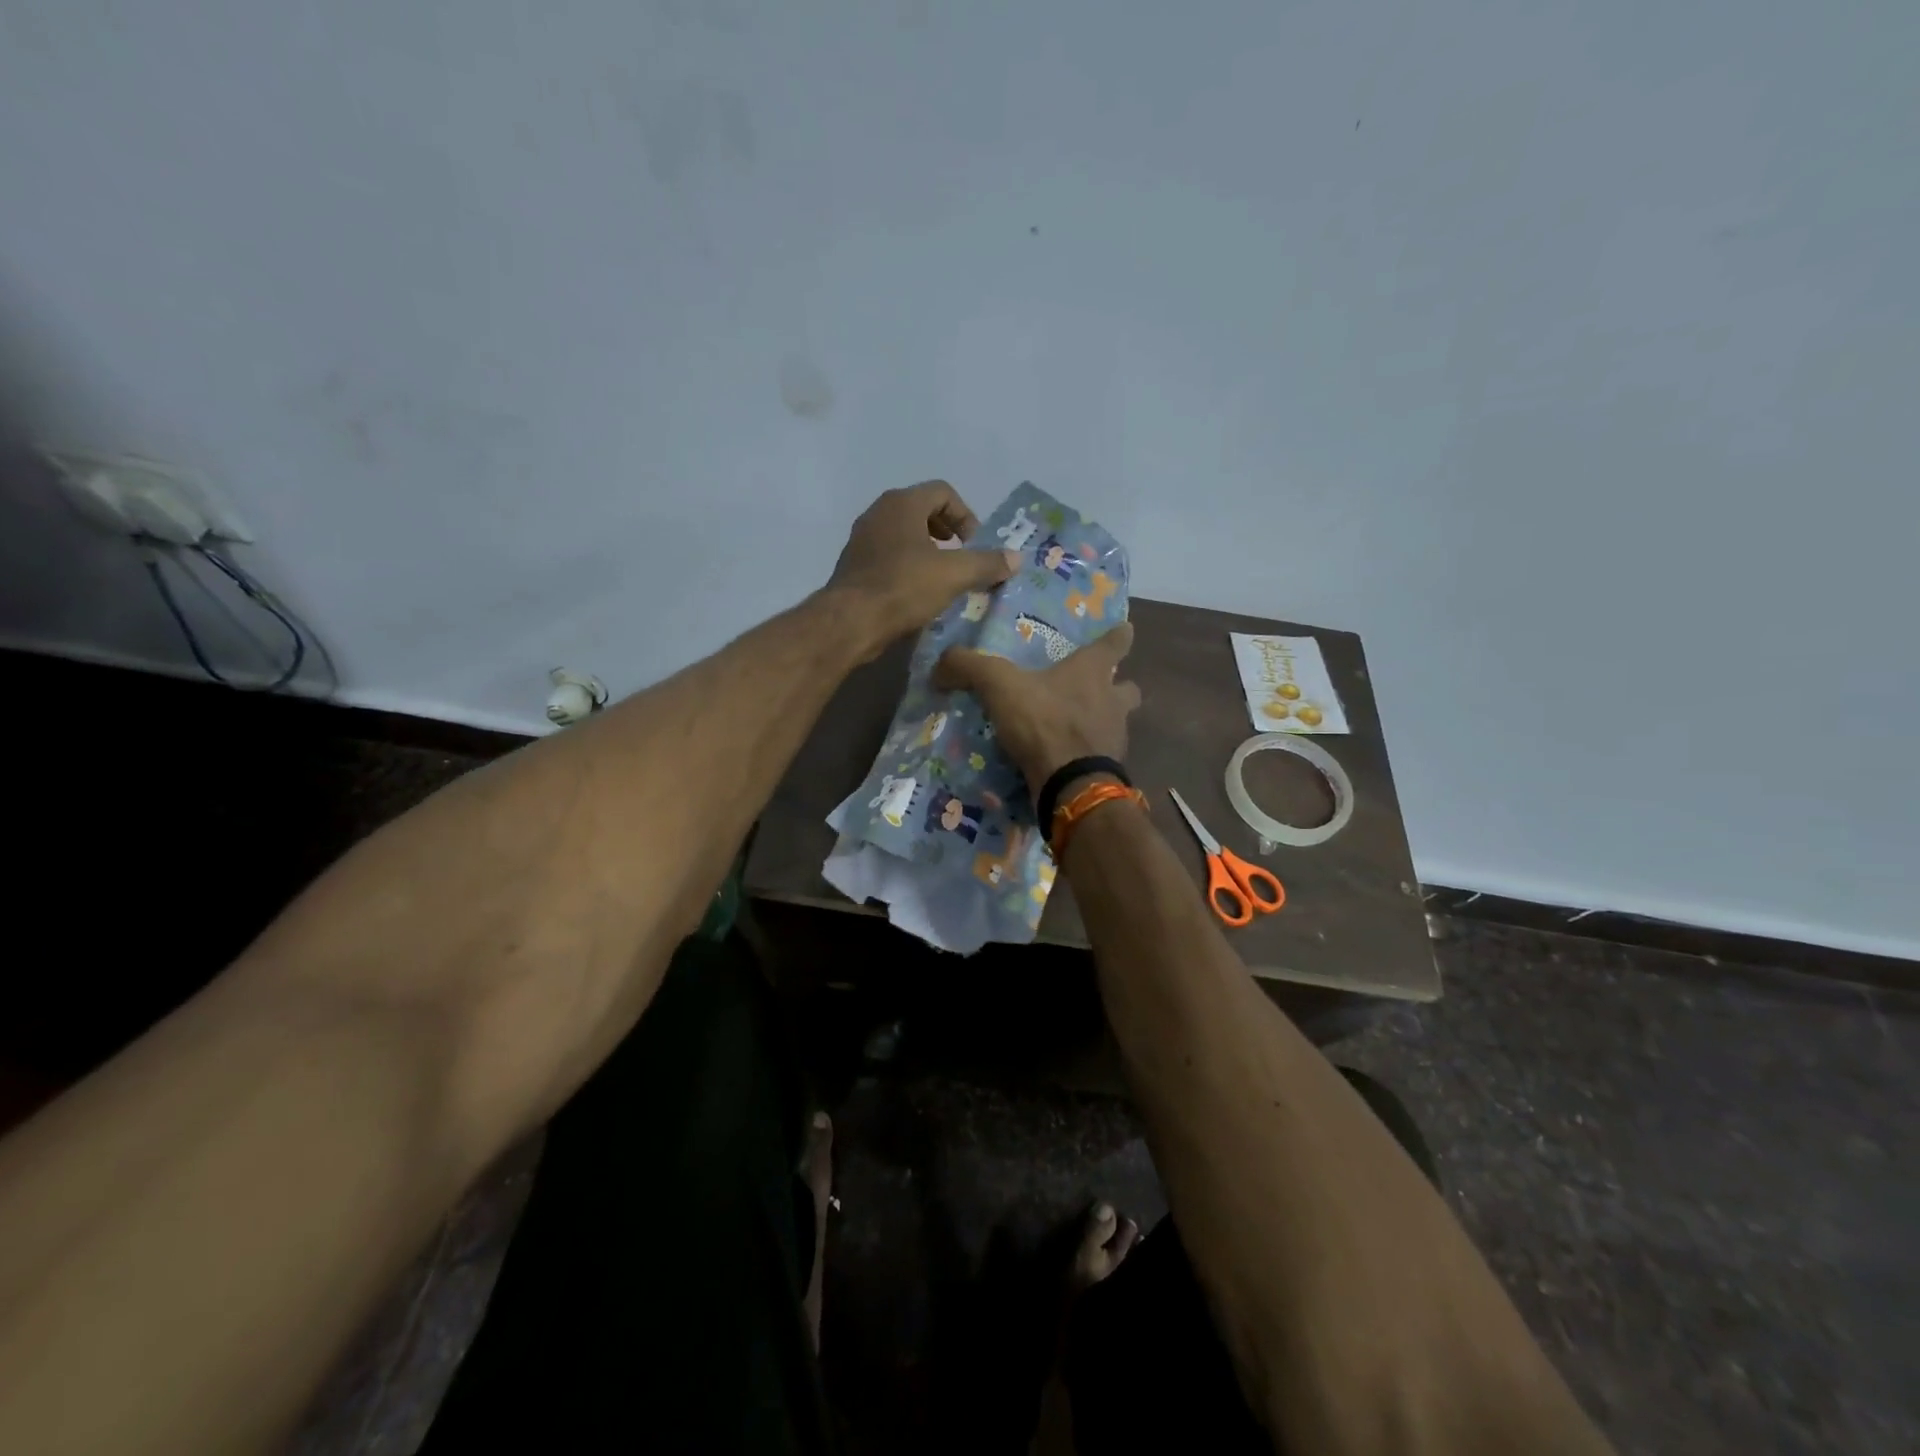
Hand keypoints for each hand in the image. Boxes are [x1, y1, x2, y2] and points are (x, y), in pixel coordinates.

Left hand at [825, 481, 1018, 651]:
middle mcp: (879, 512)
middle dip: (947, 531)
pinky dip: (907, 565)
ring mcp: (862, 538)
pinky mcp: (854, 564)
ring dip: (927, 549)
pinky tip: (917, 592)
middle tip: (961, 556)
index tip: (974, 544)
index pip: (943, 492)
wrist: (851, 621)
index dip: (966, 515)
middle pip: (922, 509)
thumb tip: (1017, 558)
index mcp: (902, 503)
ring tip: (942, 576)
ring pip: (903, 533)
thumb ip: (987, 563)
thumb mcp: (954, 575)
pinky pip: (888, 554)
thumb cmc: (904, 587)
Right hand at [934, 621, 1141, 794]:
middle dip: (1118, 687)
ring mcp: (1115, 738)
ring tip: (1075, 728)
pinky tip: (1065, 761)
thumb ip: (969, 667)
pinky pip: (1101, 757)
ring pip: (1117, 724)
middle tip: (1097, 689)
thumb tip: (941, 664)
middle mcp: (1112, 702)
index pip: (1116, 643)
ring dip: (1102, 723)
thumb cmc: (1044, 722)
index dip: (1119, 635)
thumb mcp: (999, 685)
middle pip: (1127, 688)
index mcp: (1092, 672)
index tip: (1125, 629)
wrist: (1070, 784)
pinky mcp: (1108, 770)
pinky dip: (1087, 756)